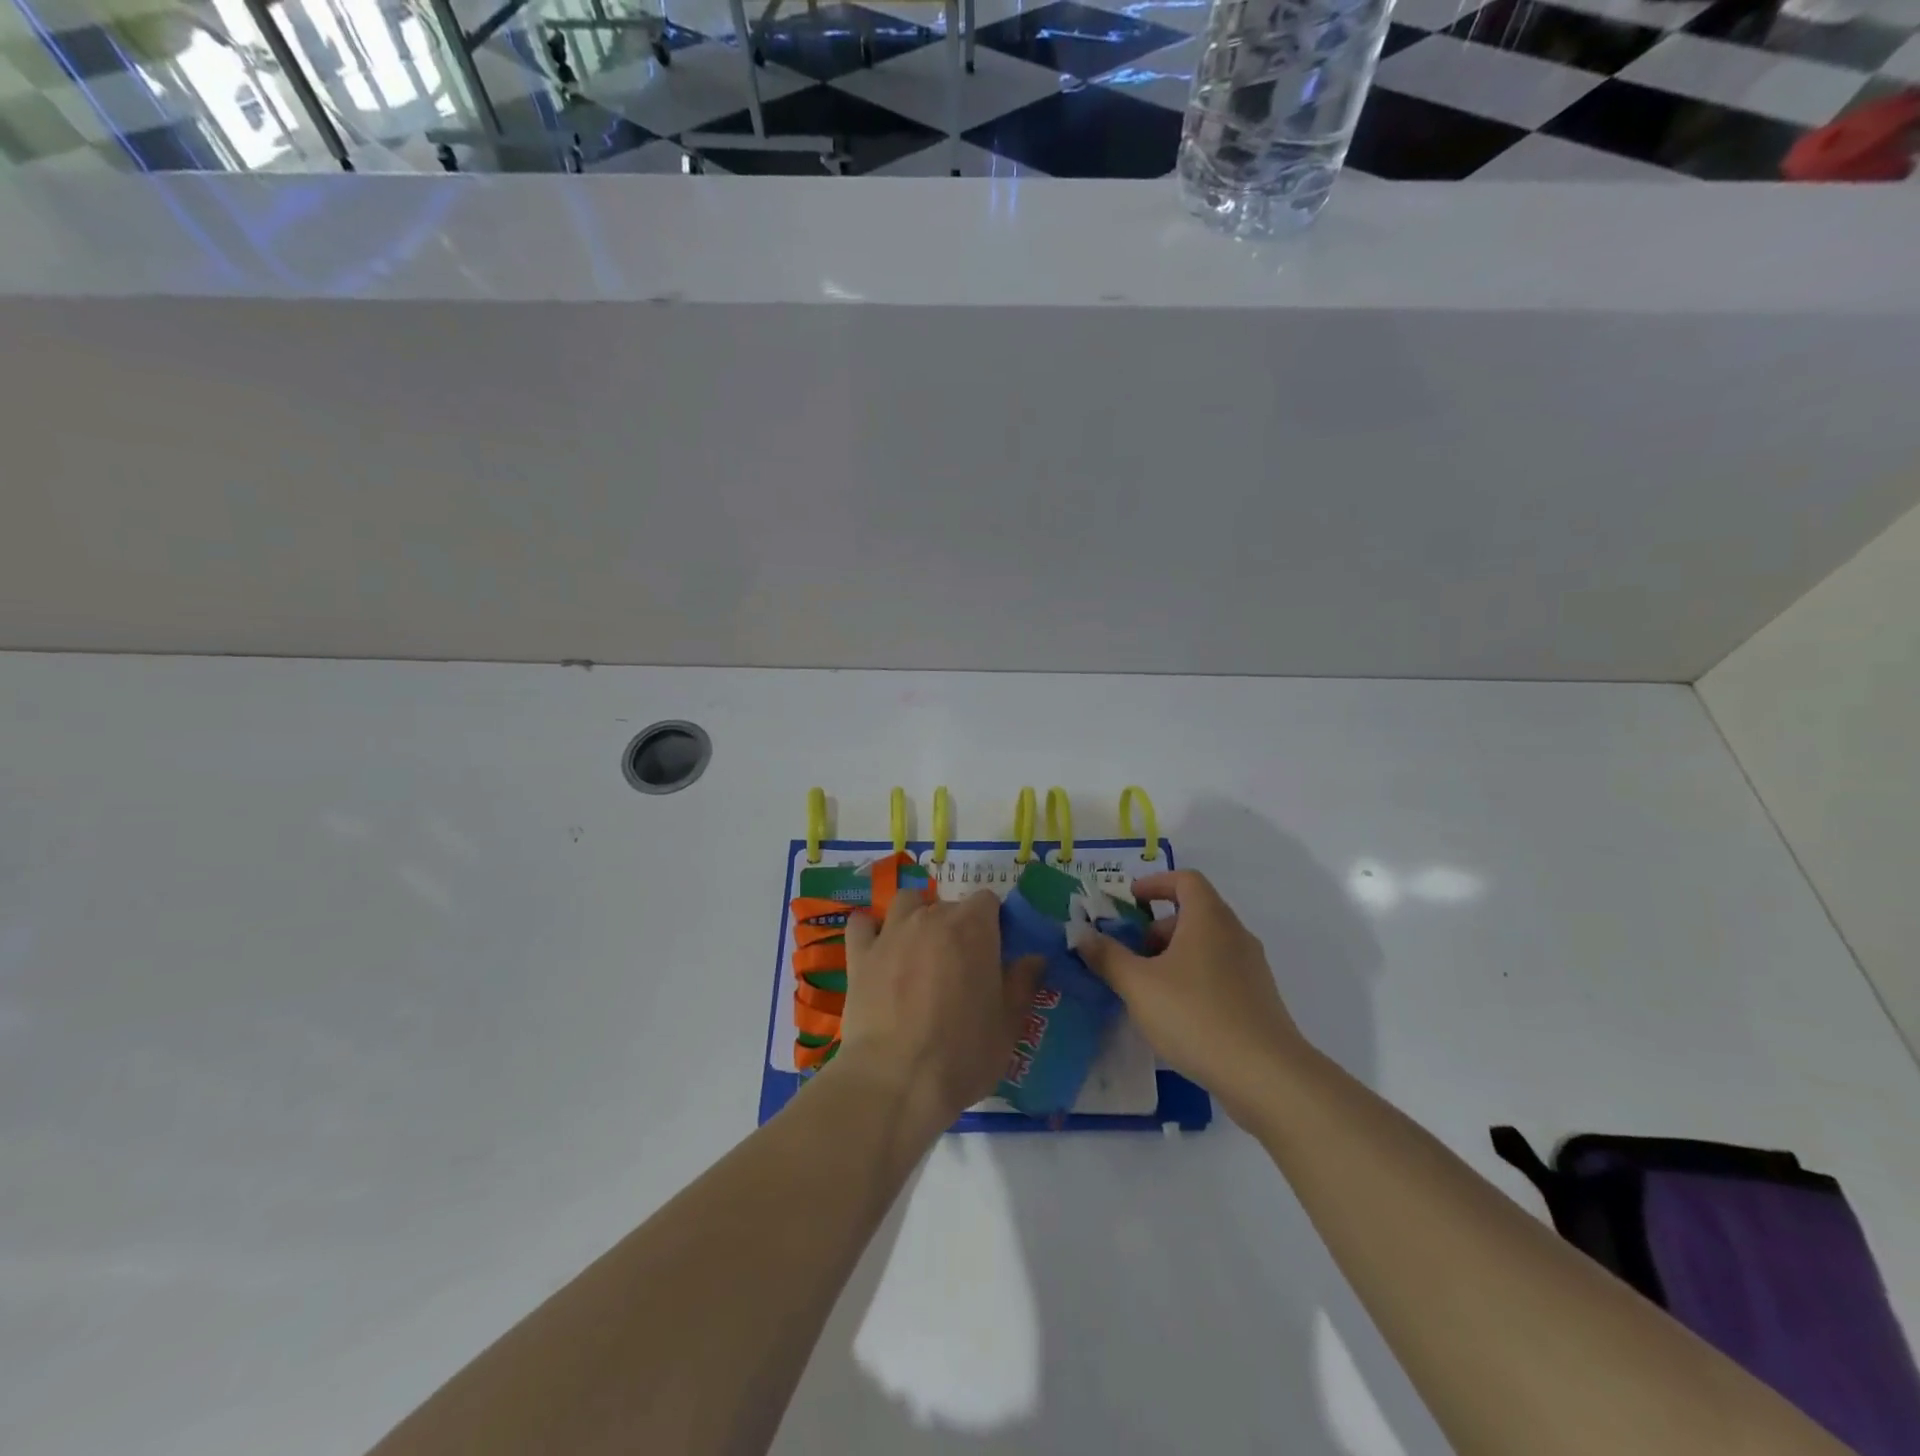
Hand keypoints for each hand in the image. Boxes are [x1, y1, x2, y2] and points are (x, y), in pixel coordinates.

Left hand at [838, 889, 1043, 1126]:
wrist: (895, 1080)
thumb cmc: (962, 1053)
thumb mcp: (1008, 1025)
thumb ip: (1022, 984)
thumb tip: (1034, 958)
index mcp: (973, 928)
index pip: (988, 901)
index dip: (994, 923)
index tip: (995, 953)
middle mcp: (931, 918)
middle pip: (949, 905)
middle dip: (958, 927)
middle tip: (960, 967)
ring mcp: (891, 933)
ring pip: (906, 903)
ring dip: (916, 916)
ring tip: (920, 948)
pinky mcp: (859, 955)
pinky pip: (861, 924)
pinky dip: (870, 930)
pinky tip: (877, 948)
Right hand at [1075, 870, 1304, 1122]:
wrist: (1266, 1075)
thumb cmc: (1196, 1015)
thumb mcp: (1138, 985)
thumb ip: (1107, 956)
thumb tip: (1082, 933)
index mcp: (1209, 918)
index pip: (1185, 880)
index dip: (1155, 884)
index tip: (1129, 901)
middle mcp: (1235, 934)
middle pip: (1194, 913)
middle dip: (1157, 929)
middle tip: (1130, 956)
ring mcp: (1252, 968)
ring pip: (1206, 946)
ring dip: (1173, 957)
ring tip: (1147, 990)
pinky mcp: (1259, 1000)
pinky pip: (1219, 974)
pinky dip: (1193, 979)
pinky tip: (1176, 1016)